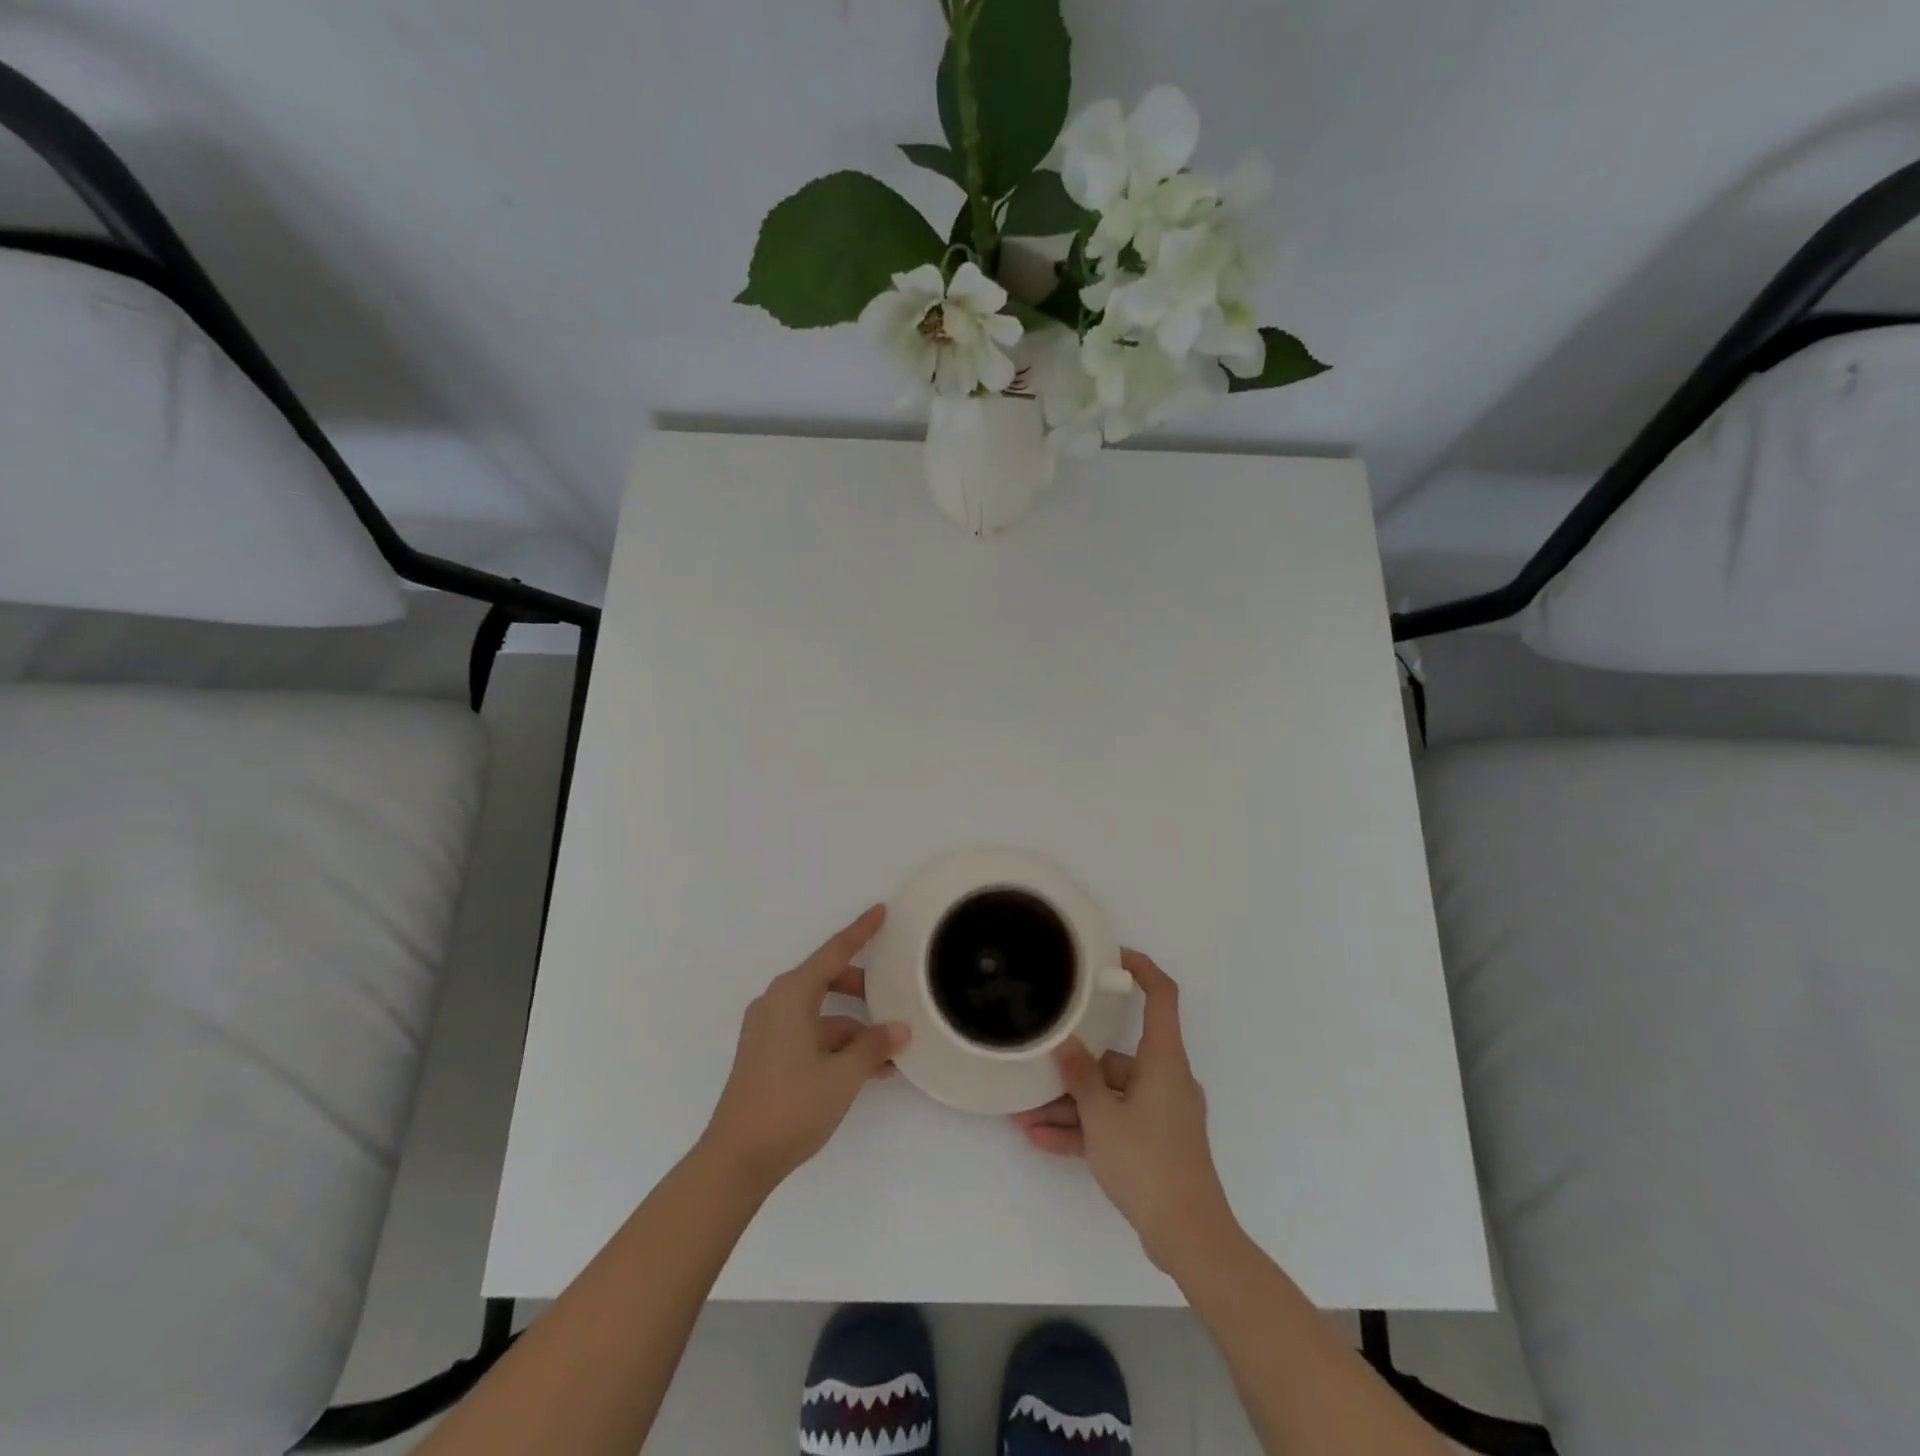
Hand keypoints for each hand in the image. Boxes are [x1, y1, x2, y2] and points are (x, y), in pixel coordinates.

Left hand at [702, 905, 909, 1192]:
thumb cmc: (790, 1106)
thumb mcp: (842, 1076)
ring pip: (821, 1013)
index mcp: (791, 995)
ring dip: (854, 1028)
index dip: (860, 931)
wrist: (736, 1160)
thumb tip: (899, 1029)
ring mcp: (768, 1030)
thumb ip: (874, 1046)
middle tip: (893, 996)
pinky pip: (809, 1033)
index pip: (834, 952)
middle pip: (827, 980)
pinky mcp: (766, 1054)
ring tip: (889, 1053)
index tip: (880, 910)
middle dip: (862, 988)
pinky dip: (836, 1044)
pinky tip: (866, 1070)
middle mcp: (776, 1003)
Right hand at [1011, 949, 1237, 1273]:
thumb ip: (1080, 1077)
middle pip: (1117, 1057)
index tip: (1111, 957)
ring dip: (1070, 1107)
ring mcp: (1161, 1113)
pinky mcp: (1155, 1143)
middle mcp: (1165, 1078)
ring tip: (1024, 1118)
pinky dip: (1085, 1130)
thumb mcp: (1102, 1116)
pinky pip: (1114, 1123)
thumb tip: (1065, 1044)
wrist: (1190, 1236)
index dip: (1141, 969)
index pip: (1161, 996)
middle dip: (1073, 1070)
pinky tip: (1042, 1140)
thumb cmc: (1148, 1162)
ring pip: (1109, 1096)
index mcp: (1163, 1059)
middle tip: (1035, 1073)